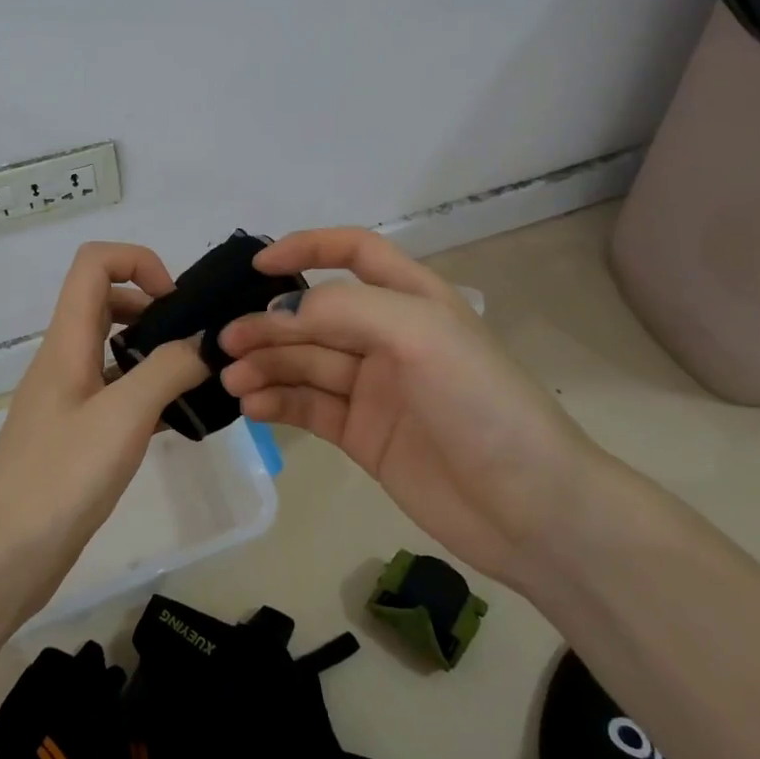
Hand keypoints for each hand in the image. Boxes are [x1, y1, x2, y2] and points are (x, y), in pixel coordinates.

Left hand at [0, 242, 209, 612]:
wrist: (1, 557)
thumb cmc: (59, 477)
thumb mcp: (123, 417)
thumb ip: (168, 371)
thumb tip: (205, 341)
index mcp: (67, 341)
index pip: (94, 263)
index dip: (138, 262)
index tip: (176, 303)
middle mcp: (64, 360)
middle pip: (105, 301)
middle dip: (153, 306)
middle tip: (194, 342)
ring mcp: (68, 400)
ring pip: (113, 351)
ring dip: (154, 352)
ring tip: (196, 381)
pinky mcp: (75, 436)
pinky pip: (116, 395)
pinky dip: (148, 394)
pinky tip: (178, 422)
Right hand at [217, 228, 598, 585]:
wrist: (532, 510)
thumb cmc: (482, 404)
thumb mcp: (419, 334)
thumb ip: (345, 310)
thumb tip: (279, 313)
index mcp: (411, 299)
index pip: (354, 252)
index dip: (307, 248)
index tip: (258, 266)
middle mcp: (388, 337)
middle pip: (316, 315)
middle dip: (270, 323)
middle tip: (226, 342)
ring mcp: (373, 388)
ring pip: (305, 363)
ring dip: (266, 365)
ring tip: (232, 379)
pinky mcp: (362, 435)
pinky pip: (309, 407)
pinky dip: (277, 402)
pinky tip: (252, 406)